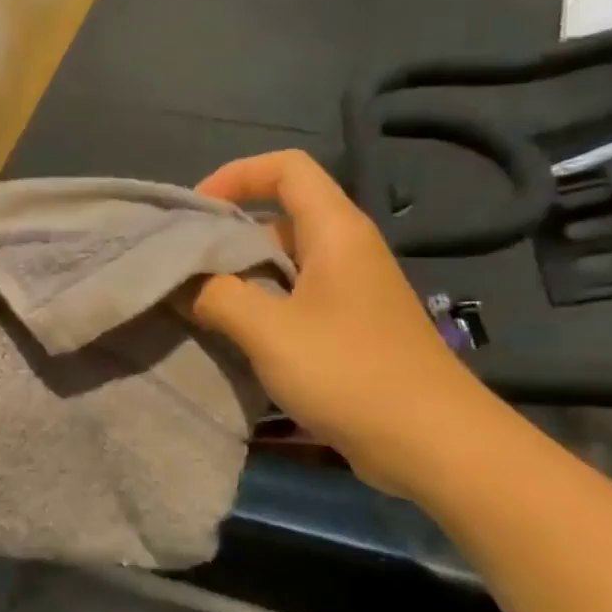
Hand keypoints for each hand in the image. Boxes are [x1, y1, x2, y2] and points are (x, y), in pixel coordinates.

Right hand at [187, 151, 494, 497]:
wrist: (433, 443)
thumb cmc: (349, 371)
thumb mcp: (268, 330)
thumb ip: (215, 296)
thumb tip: (178, 281)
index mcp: (335, 231)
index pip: (287, 167)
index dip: (237, 175)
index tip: (196, 212)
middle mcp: (346, 250)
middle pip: (281, 214)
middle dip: (228, 232)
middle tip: (182, 263)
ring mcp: (351, 291)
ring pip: (285, 262)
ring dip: (240, 275)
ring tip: (195, 300)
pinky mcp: (351, 328)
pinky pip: (296, 298)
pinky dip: (260, 305)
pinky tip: (231, 335)